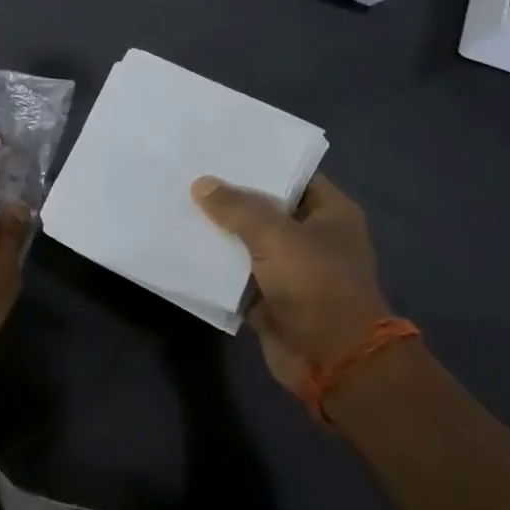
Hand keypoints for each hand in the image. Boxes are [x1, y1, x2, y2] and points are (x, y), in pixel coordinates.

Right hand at [191, 173, 389, 390]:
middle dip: (229, 194)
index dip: (259, 161)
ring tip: (176, 202)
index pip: (292, 175)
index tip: (219, 147)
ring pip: (246, 239)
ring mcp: (289, 268)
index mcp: (330, 213)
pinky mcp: (268, 296)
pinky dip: (213, 263)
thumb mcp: (276, 236)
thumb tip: (201, 184)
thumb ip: (237, 207)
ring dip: (217, 229)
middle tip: (187, 171)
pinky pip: (234, 272)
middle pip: (264, 207)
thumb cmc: (316, 286)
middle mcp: (311, 236)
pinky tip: (180, 244)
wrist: (333, 362)